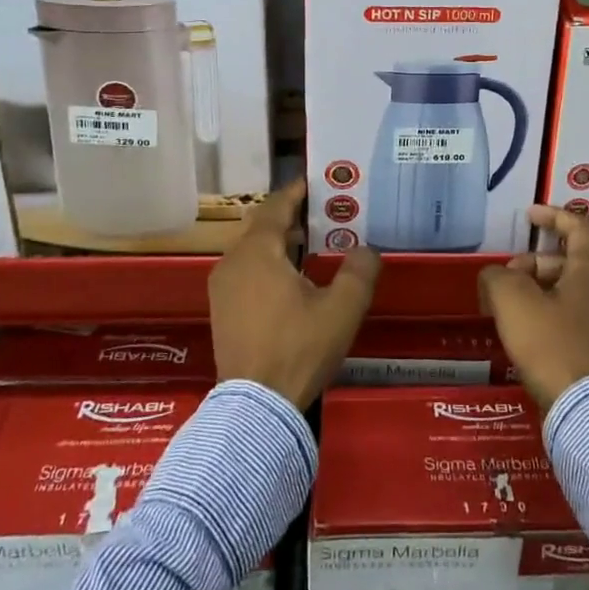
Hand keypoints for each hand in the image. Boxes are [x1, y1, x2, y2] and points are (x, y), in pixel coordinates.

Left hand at [209, 181, 381, 409]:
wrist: (256, 406)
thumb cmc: (299, 348)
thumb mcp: (342, 308)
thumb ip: (359, 271)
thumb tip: (366, 249)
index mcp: (257, 251)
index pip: (276, 206)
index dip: (297, 191)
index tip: (318, 183)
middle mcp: (233, 261)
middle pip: (261, 224)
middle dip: (290, 215)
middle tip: (322, 212)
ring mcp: (222, 287)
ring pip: (251, 248)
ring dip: (278, 241)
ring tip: (311, 243)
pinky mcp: (222, 310)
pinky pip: (245, 270)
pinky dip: (267, 263)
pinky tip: (291, 278)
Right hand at [478, 205, 588, 411]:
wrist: (587, 412)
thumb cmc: (551, 344)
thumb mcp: (514, 301)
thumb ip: (498, 277)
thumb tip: (495, 276)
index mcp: (588, 273)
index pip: (579, 229)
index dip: (554, 216)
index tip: (529, 216)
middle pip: (565, 264)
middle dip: (531, 265)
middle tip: (503, 281)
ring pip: (563, 295)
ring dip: (533, 293)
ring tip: (503, 310)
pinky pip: (564, 322)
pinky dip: (541, 318)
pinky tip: (520, 337)